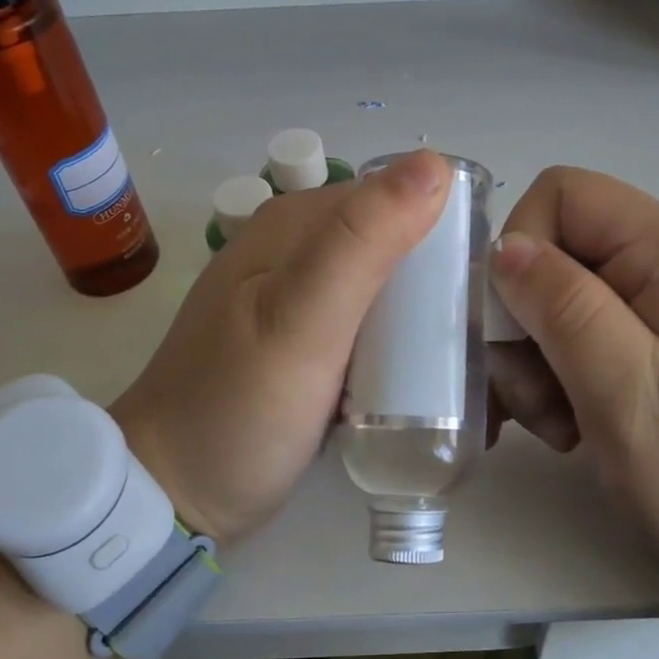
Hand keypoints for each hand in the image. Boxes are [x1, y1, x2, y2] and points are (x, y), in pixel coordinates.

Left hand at [110, 152, 450, 548]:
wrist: (172, 493)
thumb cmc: (237, 408)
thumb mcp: (303, 320)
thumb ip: (364, 242)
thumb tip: (435, 165)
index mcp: (295, 223)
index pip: (396, 197)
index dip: (447, 231)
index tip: (485, 288)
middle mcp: (298, 248)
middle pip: (395, 243)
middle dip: (440, 280)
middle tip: (475, 336)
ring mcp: (300, 297)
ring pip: (387, 286)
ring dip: (424, 315)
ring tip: (458, 359)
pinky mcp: (307, 340)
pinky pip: (370, 324)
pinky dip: (398, 341)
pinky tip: (417, 373)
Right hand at [487, 167, 658, 629]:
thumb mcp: (636, 403)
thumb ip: (568, 314)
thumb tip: (506, 249)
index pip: (563, 195)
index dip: (520, 251)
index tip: (515, 334)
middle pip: (557, 253)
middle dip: (525, 324)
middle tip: (537, 405)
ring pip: (560, 301)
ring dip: (538, 362)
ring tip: (562, 431)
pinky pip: (586, 338)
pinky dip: (561, 380)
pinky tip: (572, 431)